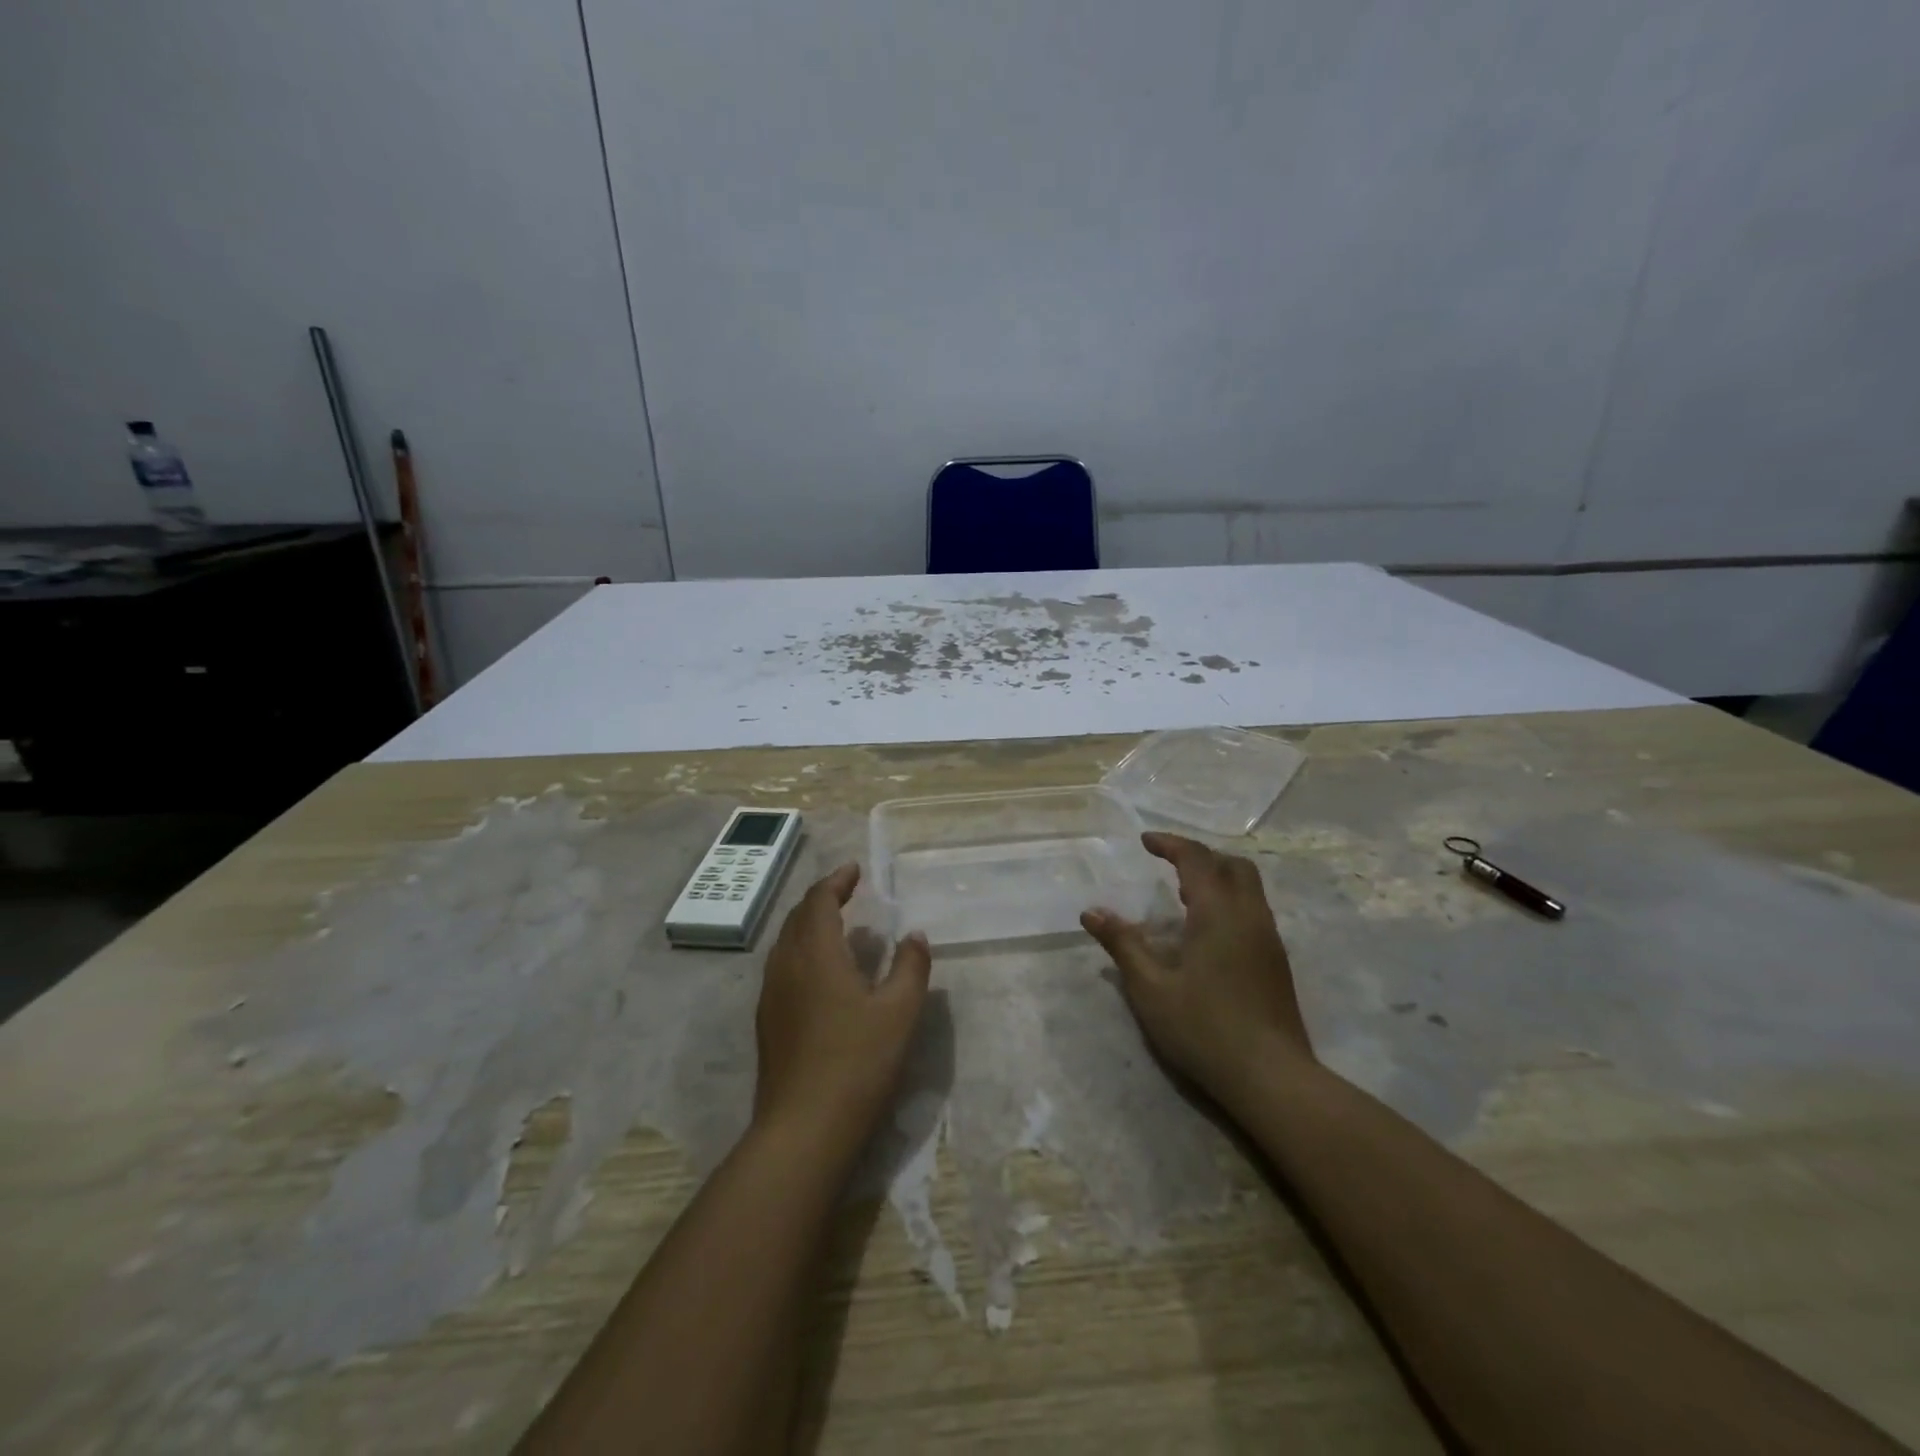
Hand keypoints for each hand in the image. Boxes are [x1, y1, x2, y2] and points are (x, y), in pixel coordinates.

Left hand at [753, 863, 931, 1151]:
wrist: (803, 1130)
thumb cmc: (858, 1063)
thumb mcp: (900, 1012)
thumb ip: (911, 966)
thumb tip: (914, 935)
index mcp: (815, 953)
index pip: (819, 900)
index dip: (836, 881)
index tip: (855, 870)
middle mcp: (786, 966)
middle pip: (798, 918)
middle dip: (822, 899)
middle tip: (848, 892)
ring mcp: (771, 996)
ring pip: (786, 943)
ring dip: (810, 925)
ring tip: (838, 927)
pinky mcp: (768, 1023)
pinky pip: (783, 968)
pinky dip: (803, 952)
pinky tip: (823, 974)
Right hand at [1081, 832, 1311, 1108]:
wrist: (1272, 1077)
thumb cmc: (1204, 1029)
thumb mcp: (1151, 988)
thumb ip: (1123, 944)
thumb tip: (1091, 912)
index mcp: (1218, 912)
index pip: (1196, 859)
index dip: (1170, 844)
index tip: (1145, 841)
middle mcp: (1249, 915)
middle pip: (1232, 865)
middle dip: (1199, 856)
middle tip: (1168, 864)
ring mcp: (1268, 939)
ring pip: (1248, 887)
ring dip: (1217, 877)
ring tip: (1182, 894)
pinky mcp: (1276, 961)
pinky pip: (1253, 910)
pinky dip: (1228, 900)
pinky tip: (1207, 930)